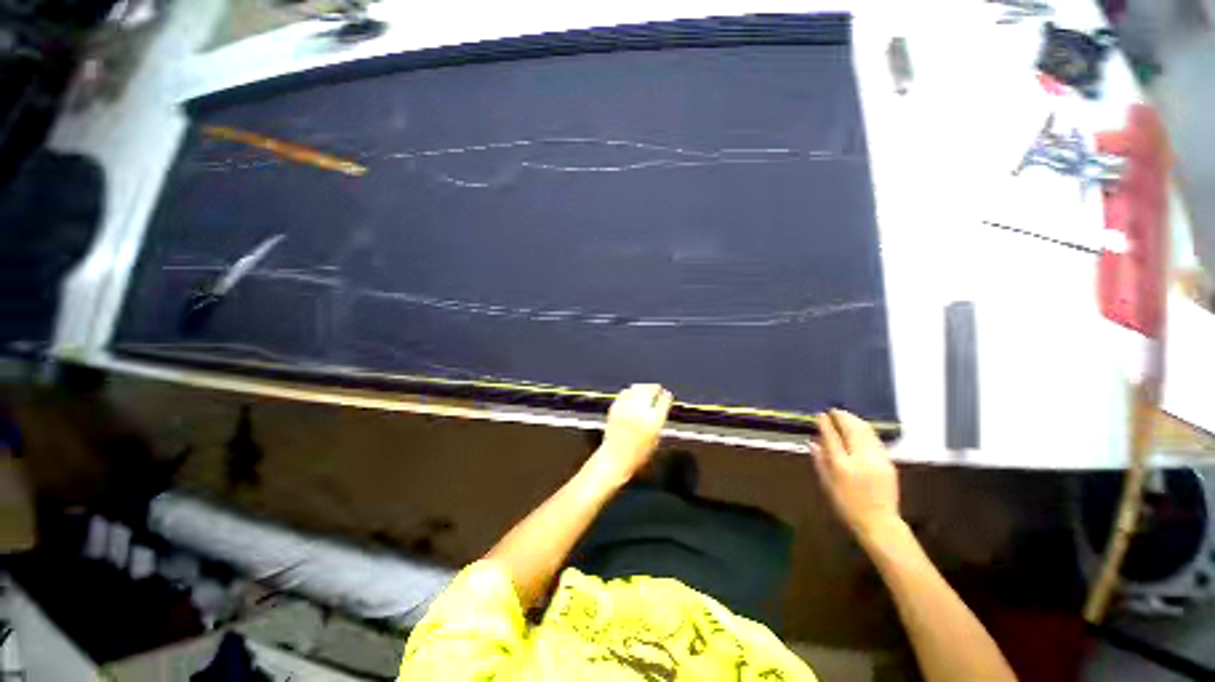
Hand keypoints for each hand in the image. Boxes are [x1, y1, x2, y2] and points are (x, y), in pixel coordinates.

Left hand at [592, 384, 673, 485]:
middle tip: (658, 388)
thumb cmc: (638, 455)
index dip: (666, 397)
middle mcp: (640, 412)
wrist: (615, 459)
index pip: (664, 401)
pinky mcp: (615, 409)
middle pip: (650, 390)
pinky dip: (629, 392)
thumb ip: (658, 422)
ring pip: (636, 389)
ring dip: (643, 387)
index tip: (667, 395)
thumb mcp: (655, 440)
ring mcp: (626, 409)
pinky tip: (631, 393)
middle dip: (655, 388)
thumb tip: (659, 409)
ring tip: (646, 389)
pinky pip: (624, 394)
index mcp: (654, 421)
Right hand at [813, 409, 901, 540]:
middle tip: (834, 411)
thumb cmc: (848, 509)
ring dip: (855, 420)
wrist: (878, 520)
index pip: (832, 438)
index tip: (820, 415)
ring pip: (865, 430)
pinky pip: (874, 438)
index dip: (826, 424)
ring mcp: (876, 456)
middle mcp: (860, 457)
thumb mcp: (829, 489)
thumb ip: (821, 464)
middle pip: (851, 428)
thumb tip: (813, 443)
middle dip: (842, 416)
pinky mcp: (887, 458)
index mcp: (842, 467)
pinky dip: (866, 429)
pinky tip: (861, 429)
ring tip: (846, 416)